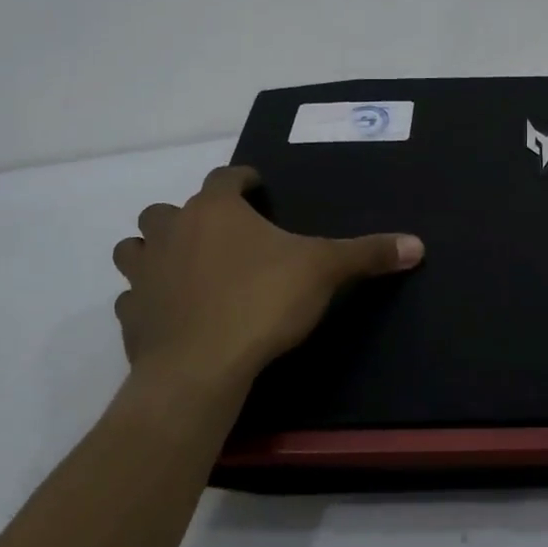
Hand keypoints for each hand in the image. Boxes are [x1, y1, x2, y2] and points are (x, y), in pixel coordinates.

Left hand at [111, 165, 423, 397]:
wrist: (200, 369)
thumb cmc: (262, 302)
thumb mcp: (324, 271)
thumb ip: (368, 253)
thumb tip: (417, 244)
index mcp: (215, 210)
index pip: (225, 177)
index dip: (242, 179)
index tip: (257, 187)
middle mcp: (171, 232)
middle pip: (167, 209)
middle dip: (190, 215)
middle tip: (220, 235)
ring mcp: (143, 274)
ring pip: (135, 247)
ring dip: (154, 251)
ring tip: (183, 266)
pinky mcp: (130, 317)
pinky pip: (132, 298)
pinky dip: (147, 299)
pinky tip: (169, 311)